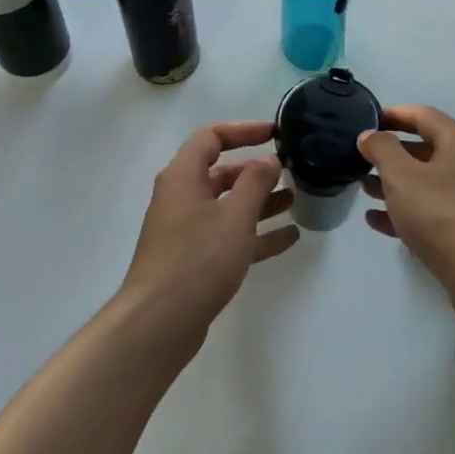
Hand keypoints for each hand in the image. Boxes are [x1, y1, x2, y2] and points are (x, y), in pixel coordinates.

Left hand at [121, 121, 296, 341]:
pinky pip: (229, 236)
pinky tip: (289, 238)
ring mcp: (186, 231)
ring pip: (228, 206)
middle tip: (291, 171)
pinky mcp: (194, 260)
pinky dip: (256, 234)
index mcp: (183, 176)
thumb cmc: (197, 259)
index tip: (275, 134)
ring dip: (260, 202)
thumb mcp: (235, 216)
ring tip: (296, 200)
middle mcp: (181, 197)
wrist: (159, 323)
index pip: (211, 137)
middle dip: (256, 170)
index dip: (244, 131)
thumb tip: (269, 159)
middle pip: (221, 172)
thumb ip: (255, 182)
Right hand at [359, 105, 454, 300]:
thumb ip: (381, 149)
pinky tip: (376, 220)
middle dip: (391, 153)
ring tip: (364, 188)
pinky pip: (431, 210)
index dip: (394, 114)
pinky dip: (405, 210)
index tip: (368, 120)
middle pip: (425, 149)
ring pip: (426, 182)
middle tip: (362, 158)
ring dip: (394, 183)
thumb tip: (370, 134)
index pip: (423, 115)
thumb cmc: (440, 214)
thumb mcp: (401, 176)